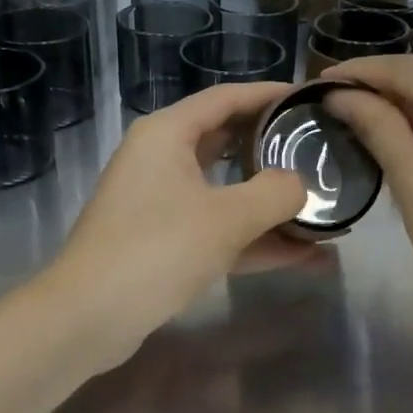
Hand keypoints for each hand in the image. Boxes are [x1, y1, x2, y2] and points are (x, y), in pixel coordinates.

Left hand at [45, 82, 309, 367]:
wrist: (88, 318)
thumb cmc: (157, 250)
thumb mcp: (226, 218)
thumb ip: (275, 193)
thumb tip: (299, 185)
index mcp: (167, 134)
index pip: (226, 98)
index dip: (270, 95)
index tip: (310, 100)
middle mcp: (161, 160)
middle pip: (228, 142)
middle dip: (274, 150)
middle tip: (319, 151)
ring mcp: (161, 204)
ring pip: (226, 192)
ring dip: (271, 205)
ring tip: (324, 208)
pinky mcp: (164, 242)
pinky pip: (218, 230)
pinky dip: (254, 240)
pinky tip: (303, 256)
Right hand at [321, 56, 412, 325]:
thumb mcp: (412, 177)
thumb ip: (375, 124)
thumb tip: (338, 94)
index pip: (409, 69)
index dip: (360, 72)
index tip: (318, 80)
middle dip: (384, 92)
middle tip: (334, 103)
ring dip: (411, 109)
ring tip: (361, 117)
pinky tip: (408, 135)